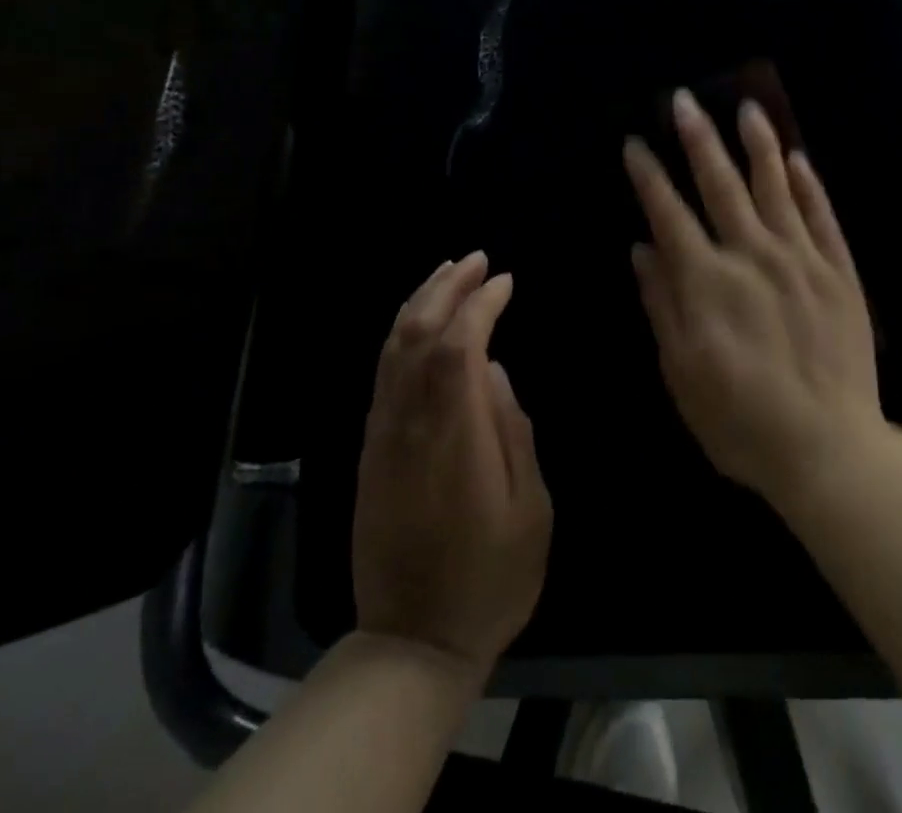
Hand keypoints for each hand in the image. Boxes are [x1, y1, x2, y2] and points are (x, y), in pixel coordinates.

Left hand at [352, 252, 551, 671]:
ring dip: (419, 302)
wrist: (412, 641)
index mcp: (452, 433)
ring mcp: (383, 435)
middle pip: (416, 333)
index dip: (479, 304)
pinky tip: (419, 323)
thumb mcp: (529, 509)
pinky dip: (400, 334)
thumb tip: (493, 373)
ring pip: (392, 349)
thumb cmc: (489, 578)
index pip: (457, 344)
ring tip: (448, 273)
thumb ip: (513, 431)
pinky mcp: (371, 450)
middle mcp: (408, 422)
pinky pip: (382, 374)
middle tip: (476, 259)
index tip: (505, 282)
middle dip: (445, 287)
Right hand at [623, 89, 884, 510]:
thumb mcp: (682, 372)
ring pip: (775, 187)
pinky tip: (798, 158)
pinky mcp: (838, 272)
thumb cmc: (741, 419)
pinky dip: (809, 185)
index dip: (649, 176)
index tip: (635, 143)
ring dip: (758, 144)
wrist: (828, 448)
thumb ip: (663, 304)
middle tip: (683, 100)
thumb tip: (642, 249)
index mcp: (707, 280)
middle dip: (698, 139)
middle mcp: (751, 255)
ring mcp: (800, 259)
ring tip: (747, 107)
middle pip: (720, 184)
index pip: (669, 213)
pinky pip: (822, 217)